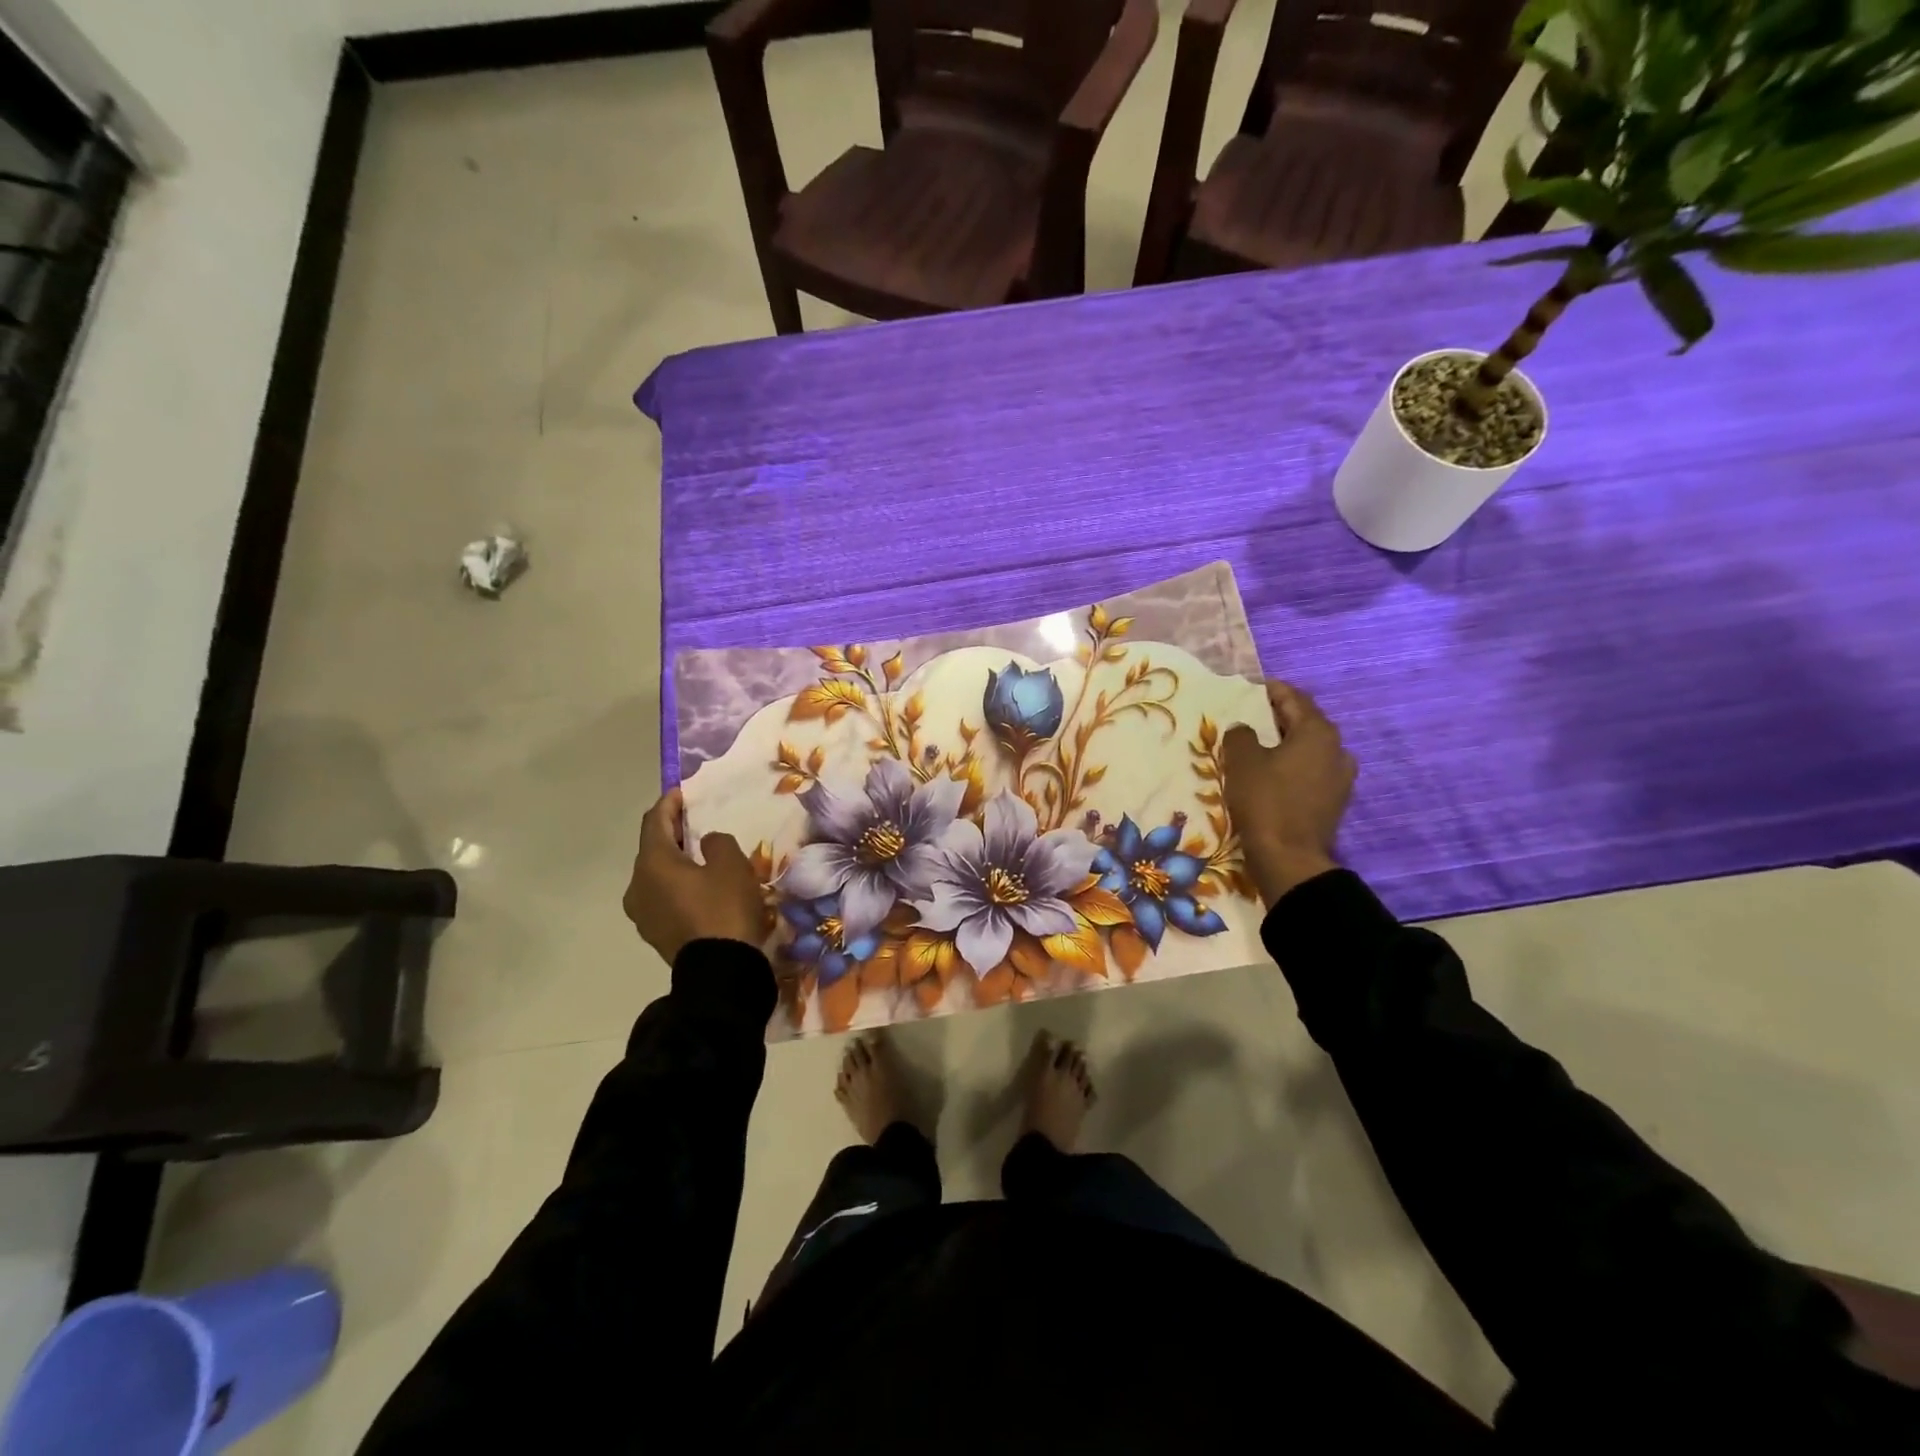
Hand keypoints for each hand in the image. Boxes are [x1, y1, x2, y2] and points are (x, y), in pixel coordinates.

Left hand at [623, 788, 767, 962]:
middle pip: (653, 849)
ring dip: (676, 862)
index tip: (683, 792)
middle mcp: (637, 885)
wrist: (720, 971)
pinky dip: (678, 885)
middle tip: (696, 822)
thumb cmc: (723, 908)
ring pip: (658, 875)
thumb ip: (716, 842)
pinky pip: (664, 897)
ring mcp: (642, 913)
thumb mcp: (731, 864)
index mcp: (651, 863)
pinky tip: (701, 887)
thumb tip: (707, 844)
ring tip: (701, 856)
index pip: (654, 822)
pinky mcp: (655, 934)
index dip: (669, 804)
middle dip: (673, 833)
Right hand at [1221, 681, 1356, 905]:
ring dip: (1286, 743)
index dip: (1270, 691)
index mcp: (1318, 732)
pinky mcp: (1334, 801)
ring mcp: (1340, 777)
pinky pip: (1311, 771)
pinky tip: (1273, 774)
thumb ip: (1241, 736)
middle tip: (1250, 717)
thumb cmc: (1265, 802)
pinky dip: (1293, 766)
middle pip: (1304, 723)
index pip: (1294, 698)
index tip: (1251, 688)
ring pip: (1309, 749)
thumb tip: (1244, 729)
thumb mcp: (1242, 761)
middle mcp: (1337, 749)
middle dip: (1278, 718)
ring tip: (1259, 747)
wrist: (1288, 858)